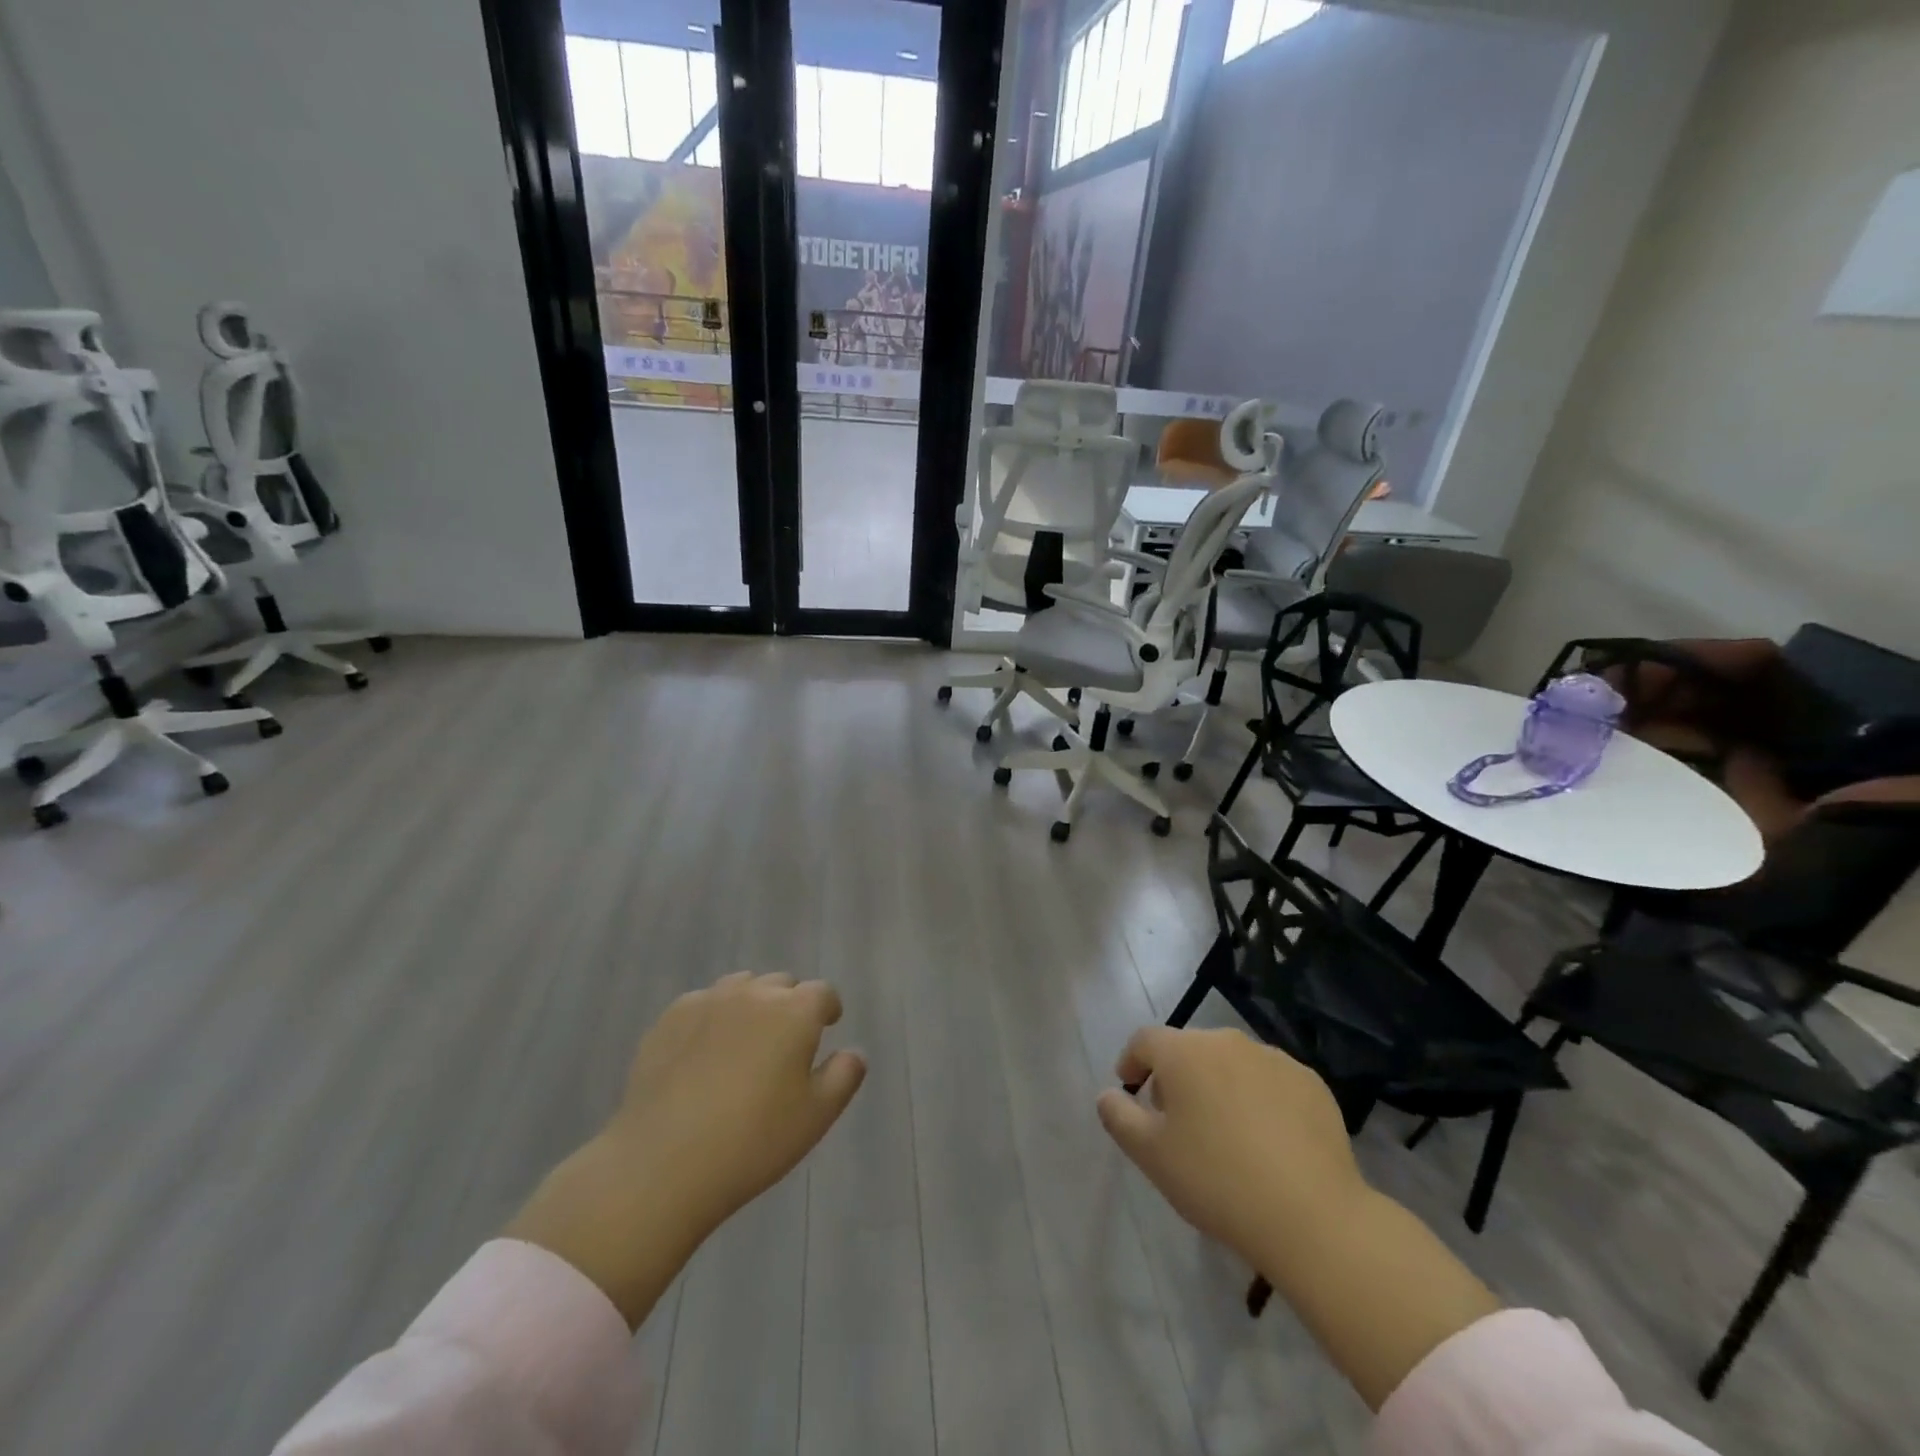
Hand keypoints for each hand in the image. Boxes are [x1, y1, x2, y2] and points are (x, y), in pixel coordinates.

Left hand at [603, 971, 867, 1231]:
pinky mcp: (669, 1019)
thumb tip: (854, 1052)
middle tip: (785, 1043)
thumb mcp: (816, 1117)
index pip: (823, 993)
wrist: (663, 1163)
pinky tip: (703, 1054)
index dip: (828, 1009)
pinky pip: (702, 1004)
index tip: (827, 1027)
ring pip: (741, 987)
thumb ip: (844, 1076)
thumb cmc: (753, 1141)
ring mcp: (708, 1001)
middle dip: (790, 1005)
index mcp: (795, 1011)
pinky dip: (712, 1018)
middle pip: (781, 984)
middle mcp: (754, 993)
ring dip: (751, 1005)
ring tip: (745, 1043)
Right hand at [1096, 1026, 1367, 1265]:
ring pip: (1232, 1063)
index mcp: (1184, 1052)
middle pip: (1189, 1049)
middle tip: (1176, 1120)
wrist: (1312, 1217)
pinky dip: (1260, 1099)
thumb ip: (1119, 1117)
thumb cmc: (1217, 1180)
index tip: (1131, 1091)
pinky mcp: (1311, 1083)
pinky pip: (1271, 1081)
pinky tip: (1267, 1141)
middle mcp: (1228, 1041)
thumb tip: (1107, 1094)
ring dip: (1219, 1085)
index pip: (1145, 1041)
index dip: (1132, 1062)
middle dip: (1176, 1076)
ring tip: (1224, 1132)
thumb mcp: (1151, 1155)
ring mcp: (1274, 1058)